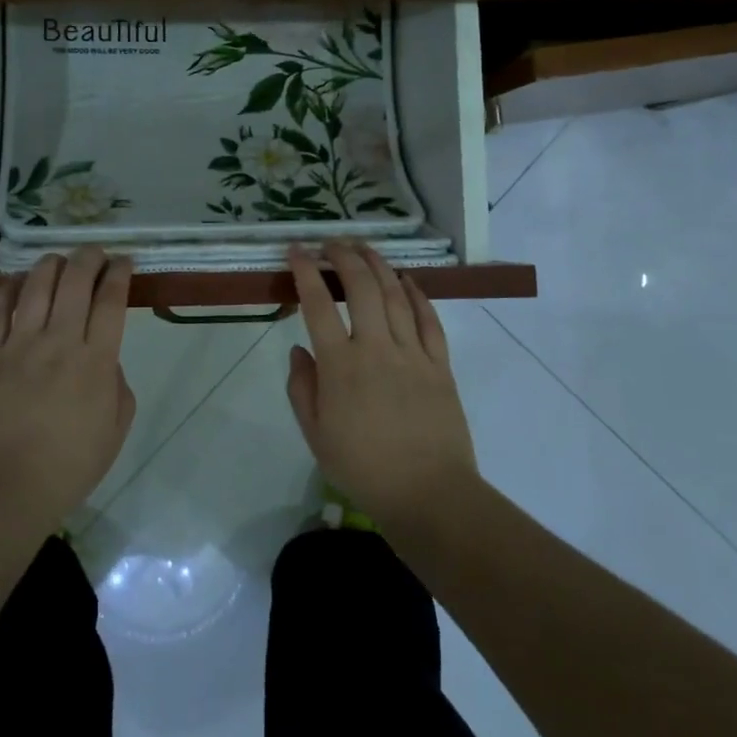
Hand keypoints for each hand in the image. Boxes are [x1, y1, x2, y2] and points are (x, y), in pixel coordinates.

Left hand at [0, 247, 136, 533]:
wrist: (2, 491)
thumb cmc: (67, 468)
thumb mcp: (115, 432)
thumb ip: (117, 387)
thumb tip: (104, 361)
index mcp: (96, 361)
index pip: (111, 301)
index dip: (119, 274)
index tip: (124, 261)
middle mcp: (59, 342)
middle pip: (75, 281)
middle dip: (89, 258)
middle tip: (95, 253)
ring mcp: (19, 346)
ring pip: (36, 286)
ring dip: (50, 265)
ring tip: (58, 261)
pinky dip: (7, 290)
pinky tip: (15, 284)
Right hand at [285, 241, 478, 527]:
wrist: (429, 495)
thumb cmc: (364, 468)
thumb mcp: (315, 435)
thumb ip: (302, 388)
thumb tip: (299, 349)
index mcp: (340, 366)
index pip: (317, 305)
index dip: (305, 271)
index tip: (296, 250)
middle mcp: (375, 348)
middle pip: (361, 287)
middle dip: (344, 256)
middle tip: (331, 242)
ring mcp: (412, 353)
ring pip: (395, 294)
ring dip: (378, 265)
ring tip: (364, 247)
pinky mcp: (440, 364)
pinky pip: (428, 320)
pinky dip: (417, 294)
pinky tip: (407, 280)